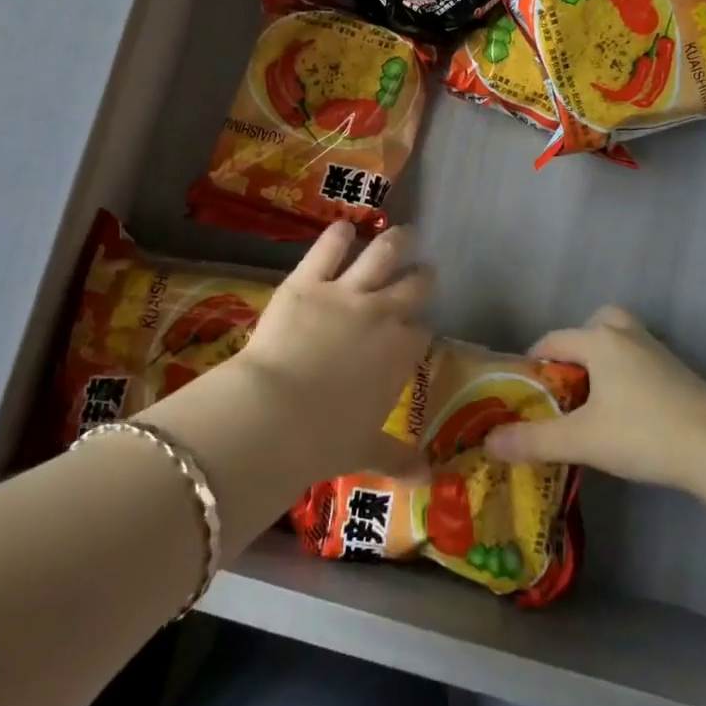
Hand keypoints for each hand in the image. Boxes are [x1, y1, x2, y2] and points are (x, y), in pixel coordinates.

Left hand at [226, 222, 432, 482]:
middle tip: (424, 272)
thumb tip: (428, 479)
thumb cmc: (324, 438)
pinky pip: (328, 248)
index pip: (421, 333)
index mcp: (399, 354)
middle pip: (413, 286)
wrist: (277, 412)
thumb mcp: (366, 450)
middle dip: (422, 277)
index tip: (416, 330)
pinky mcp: (308, 280)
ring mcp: (346, 292)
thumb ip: (398, 457)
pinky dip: (338, 235)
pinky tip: (343, 227)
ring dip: (396, 241)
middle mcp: (382, 315)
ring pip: (382, 254)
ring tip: (404, 232)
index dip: (419, 329)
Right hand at [484, 305, 705, 490]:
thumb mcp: (583, 440)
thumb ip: (534, 440)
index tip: (525, 391)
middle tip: (567, 385)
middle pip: (591, 325)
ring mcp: (656, 349)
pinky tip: (629, 407)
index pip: (552, 340)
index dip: (534, 363)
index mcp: (597, 340)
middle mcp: (625, 334)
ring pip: (620, 338)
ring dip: (604, 356)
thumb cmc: (643, 433)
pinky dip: (628, 371)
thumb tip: (489, 442)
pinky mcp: (678, 370)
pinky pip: (640, 357)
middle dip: (575, 349)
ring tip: (597, 394)